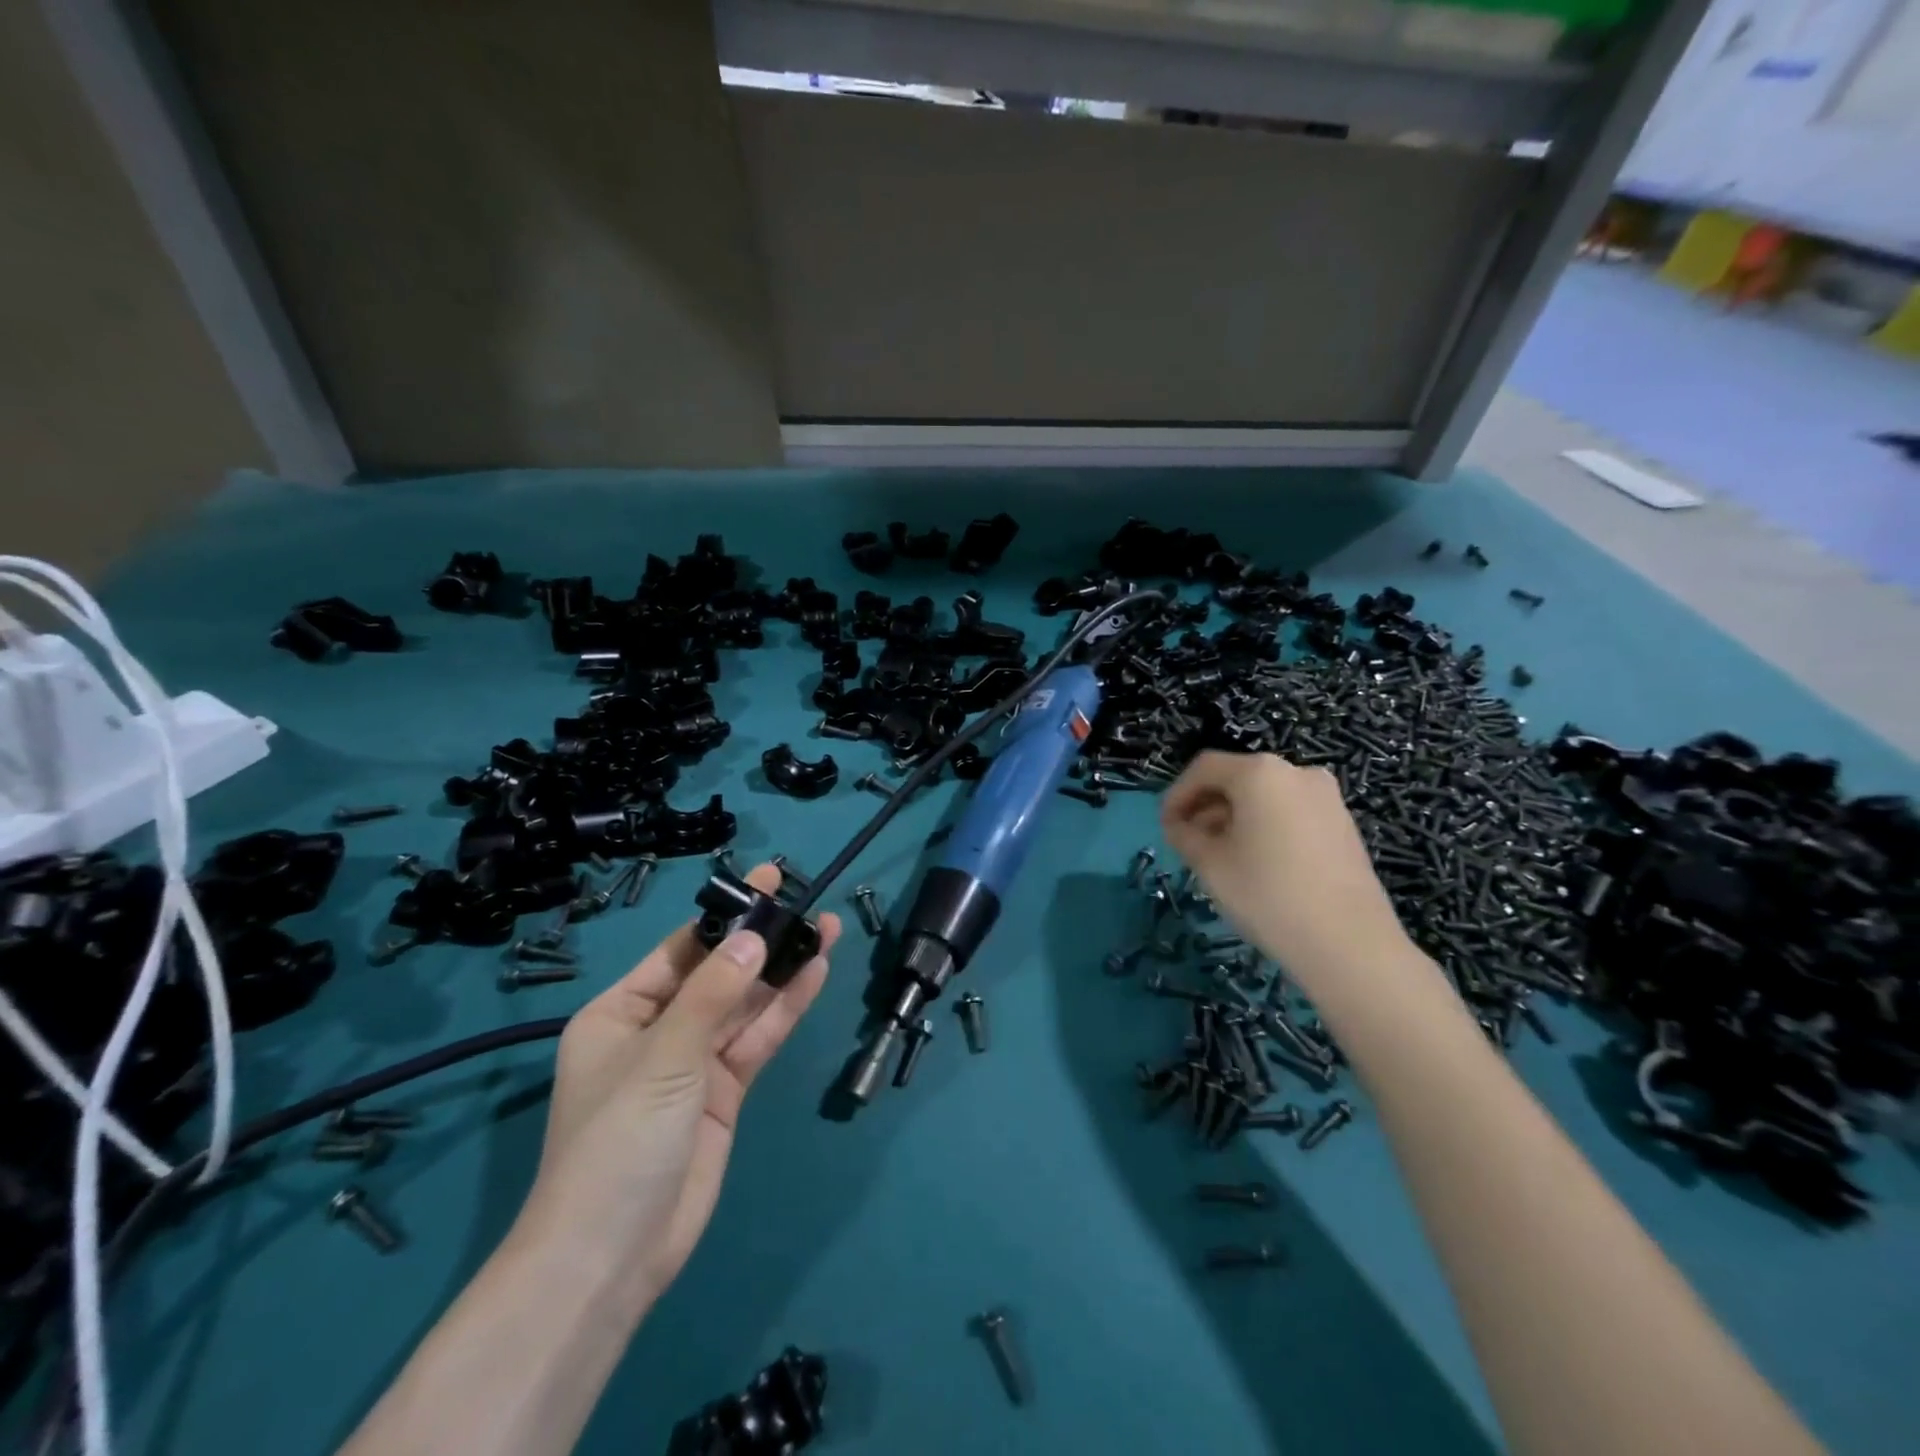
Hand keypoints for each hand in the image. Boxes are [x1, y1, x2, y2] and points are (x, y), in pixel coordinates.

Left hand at [514, 864, 839, 1312]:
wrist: (613, 1256)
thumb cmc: (619, 1141)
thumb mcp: (663, 1057)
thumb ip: (714, 994)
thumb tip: (755, 936)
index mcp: (621, 1013)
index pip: (681, 950)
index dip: (725, 916)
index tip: (766, 883)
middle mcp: (658, 1030)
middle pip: (718, 974)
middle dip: (761, 940)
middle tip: (806, 901)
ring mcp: (693, 1063)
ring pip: (745, 1004)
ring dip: (782, 970)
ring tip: (826, 929)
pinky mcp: (723, 1093)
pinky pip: (757, 1039)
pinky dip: (785, 1009)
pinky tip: (815, 974)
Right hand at [1161, 751, 1406, 987]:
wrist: (1350, 945)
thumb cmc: (1267, 895)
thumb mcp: (1208, 863)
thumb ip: (1184, 834)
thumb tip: (1180, 826)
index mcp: (1260, 772)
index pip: (1204, 768)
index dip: (1177, 795)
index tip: (1165, 827)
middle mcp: (1297, 772)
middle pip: (1237, 779)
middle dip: (1206, 807)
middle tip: (1188, 843)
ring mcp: (1327, 798)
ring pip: (1265, 797)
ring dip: (1235, 818)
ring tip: (1220, 856)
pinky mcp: (1344, 825)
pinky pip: (1291, 813)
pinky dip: (1265, 827)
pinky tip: (1257, 864)